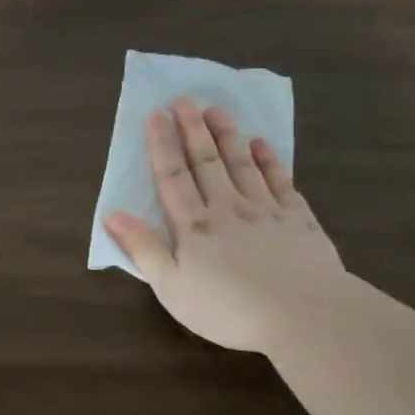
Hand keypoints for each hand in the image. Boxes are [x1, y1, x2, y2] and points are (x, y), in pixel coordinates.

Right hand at [104, 99, 346, 355]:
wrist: (303, 315)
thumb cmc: (228, 308)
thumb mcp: (172, 287)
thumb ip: (143, 248)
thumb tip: (112, 214)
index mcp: (194, 226)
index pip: (173, 177)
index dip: (162, 145)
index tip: (157, 114)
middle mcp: (227, 208)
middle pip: (207, 162)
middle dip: (193, 129)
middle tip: (185, 99)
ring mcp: (266, 210)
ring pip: (242, 164)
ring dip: (227, 136)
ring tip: (217, 110)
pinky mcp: (298, 219)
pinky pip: (280, 181)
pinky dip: (270, 161)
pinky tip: (262, 145)